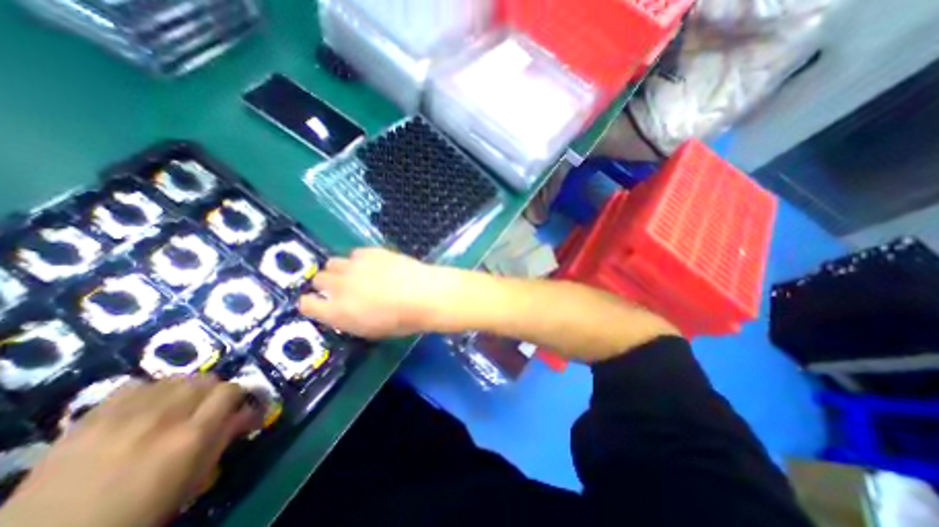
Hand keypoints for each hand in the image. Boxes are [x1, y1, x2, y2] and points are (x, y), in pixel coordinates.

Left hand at [0, 376, 258, 526]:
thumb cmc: (138, 514)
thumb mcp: (192, 481)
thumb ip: (224, 439)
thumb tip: (247, 414)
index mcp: (192, 435)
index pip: (231, 390)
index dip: (237, 397)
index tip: (236, 408)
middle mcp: (165, 416)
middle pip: (206, 379)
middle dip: (213, 390)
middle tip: (207, 407)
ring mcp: (125, 415)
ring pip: (175, 378)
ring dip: (185, 389)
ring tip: (178, 406)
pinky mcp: (91, 417)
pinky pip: (136, 385)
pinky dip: (150, 390)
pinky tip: (145, 406)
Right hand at [298, 247, 457, 337]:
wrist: (424, 295)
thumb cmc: (401, 321)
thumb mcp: (370, 330)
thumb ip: (349, 318)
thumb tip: (342, 309)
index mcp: (337, 312)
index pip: (307, 304)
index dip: (312, 303)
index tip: (319, 303)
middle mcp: (339, 287)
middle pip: (318, 279)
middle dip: (327, 284)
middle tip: (344, 288)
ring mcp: (354, 266)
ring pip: (333, 262)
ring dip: (341, 270)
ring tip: (359, 274)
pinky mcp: (369, 252)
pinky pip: (355, 253)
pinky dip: (360, 260)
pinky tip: (375, 265)